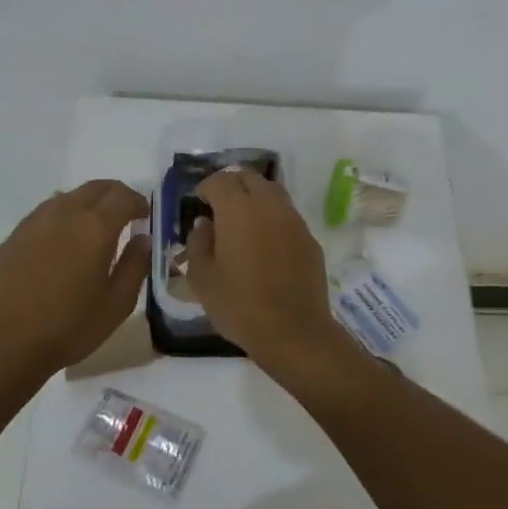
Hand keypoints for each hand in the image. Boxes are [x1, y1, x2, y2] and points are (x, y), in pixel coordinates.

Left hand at [0, 180, 150, 382]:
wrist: (1, 345)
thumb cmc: (69, 327)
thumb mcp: (117, 304)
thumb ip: (135, 266)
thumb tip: (142, 239)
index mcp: (95, 226)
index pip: (122, 196)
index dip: (138, 202)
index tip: (144, 216)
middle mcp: (63, 213)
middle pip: (95, 188)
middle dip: (114, 195)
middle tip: (124, 214)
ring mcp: (33, 223)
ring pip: (66, 197)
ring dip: (86, 204)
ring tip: (92, 229)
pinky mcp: (11, 238)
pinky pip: (43, 215)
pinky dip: (61, 219)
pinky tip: (60, 245)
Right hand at [185, 168, 343, 373]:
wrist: (293, 331)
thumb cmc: (239, 305)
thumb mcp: (202, 278)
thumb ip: (198, 243)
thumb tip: (204, 224)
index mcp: (238, 209)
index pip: (220, 180)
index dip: (206, 187)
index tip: (198, 202)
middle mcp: (268, 205)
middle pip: (249, 177)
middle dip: (231, 185)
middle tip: (219, 206)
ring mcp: (294, 220)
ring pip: (272, 192)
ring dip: (255, 197)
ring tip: (242, 221)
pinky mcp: (309, 238)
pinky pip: (287, 215)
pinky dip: (273, 217)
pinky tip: (266, 242)